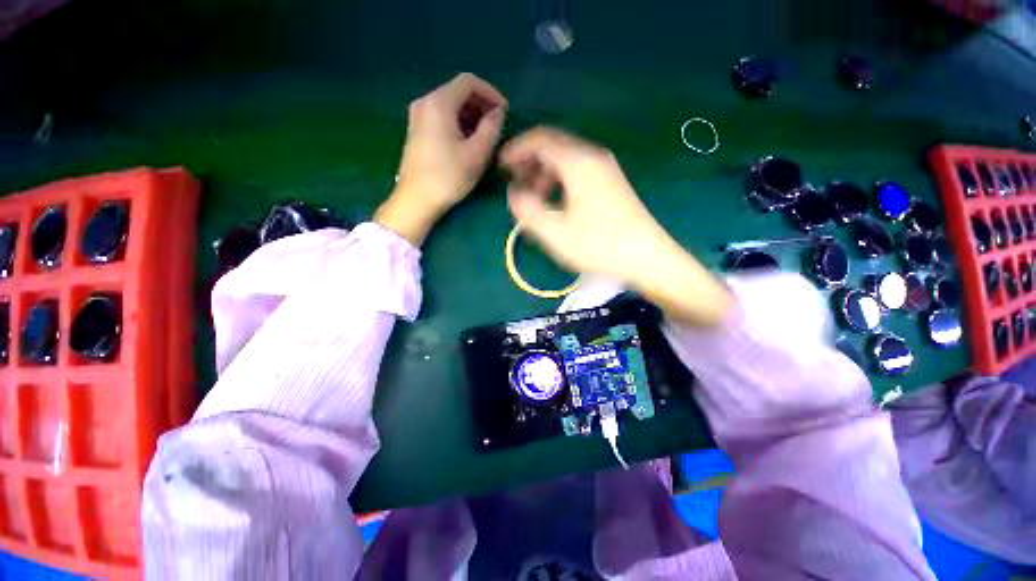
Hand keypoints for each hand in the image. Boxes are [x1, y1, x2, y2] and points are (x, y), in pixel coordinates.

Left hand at [376, 73, 506, 245]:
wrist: (416, 199)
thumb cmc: (448, 177)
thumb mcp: (477, 154)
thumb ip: (491, 128)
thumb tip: (497, 113)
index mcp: (439, 103)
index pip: (469, 82)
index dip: (491, 93)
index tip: (505, 112)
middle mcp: (425, 102)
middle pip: (458, 92)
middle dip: (481, 105)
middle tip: (497, 126)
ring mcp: (418, 117)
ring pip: (450, 105)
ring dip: (471, 116)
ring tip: (485, 136)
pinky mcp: (416, 131)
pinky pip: (441, 117)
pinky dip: (458, 123)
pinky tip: (468, 142)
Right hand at [500, 127, 732, 326]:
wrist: (648, 258)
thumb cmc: (599, 246)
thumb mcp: (555, 233)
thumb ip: (527, 211)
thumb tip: (515, 193)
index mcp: (578, 163)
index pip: (540, 140)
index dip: (516, 150)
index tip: (501, 166)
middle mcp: (593, 157)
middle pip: (554, 146)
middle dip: (529, 161)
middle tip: (514, 181)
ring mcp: (605, 169)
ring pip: (566, 159)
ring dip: (545, 172)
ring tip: (534, 196)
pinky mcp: (611, 182)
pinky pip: (578, 170)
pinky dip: (560, 179)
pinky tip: (557, 201)